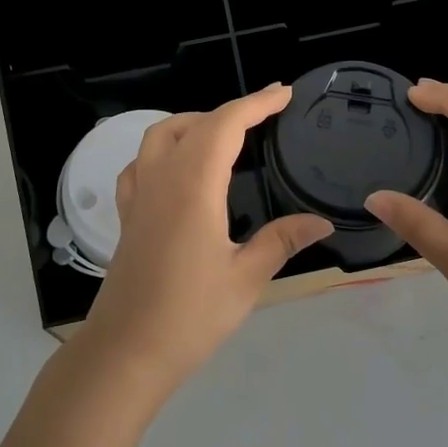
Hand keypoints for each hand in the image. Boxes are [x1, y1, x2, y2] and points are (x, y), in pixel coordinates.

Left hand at [75, 84, 332, 395]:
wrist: (126, 352)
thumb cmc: (189, 315)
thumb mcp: (245, 279)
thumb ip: (281, 241)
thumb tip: (321, 222)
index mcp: (193, 186)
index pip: (225, 125)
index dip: (256, 104)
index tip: (284, 93)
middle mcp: (162, 179)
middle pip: (194, 123)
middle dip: (232, 110)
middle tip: (266, 113)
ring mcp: (139, 195)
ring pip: (160, 135)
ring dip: (194, 122)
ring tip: (224, 133)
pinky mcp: (127, 215)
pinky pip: (140, 163)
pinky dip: (162, 149)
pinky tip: (177, 167)